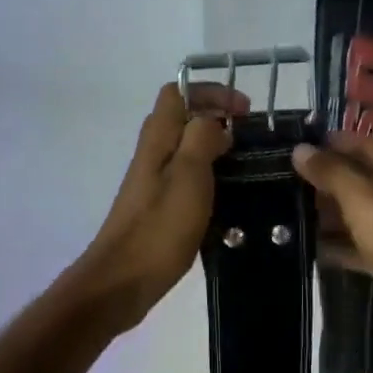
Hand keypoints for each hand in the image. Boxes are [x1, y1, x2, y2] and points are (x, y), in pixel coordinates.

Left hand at [73, 81, 246, 328]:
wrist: (122, 280)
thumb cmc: (159, 227)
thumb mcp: (189, 175)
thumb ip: (201, 138)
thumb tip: (214, 122)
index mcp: (158, 139)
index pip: (178, 92)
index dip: (211, 92)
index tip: (245, 110)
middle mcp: (152, 154)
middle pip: (181, 118)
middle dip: (216, 118)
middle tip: (250, 138)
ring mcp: (152, 181)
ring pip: (184, 148)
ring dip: (214, 148)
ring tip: (246, 165)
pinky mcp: (157, 207)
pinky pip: (185, 177)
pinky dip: (208, 176)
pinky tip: (227, 197)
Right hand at [291, 132, 372, 346]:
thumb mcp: (363, 199)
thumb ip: (331, 172)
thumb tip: (300, 148)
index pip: (365, 144)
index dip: (330, 144)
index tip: (293, 147)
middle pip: (363, 177)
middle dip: (326, 180)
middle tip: (284, 181)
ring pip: (361, 211)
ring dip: (330, 214)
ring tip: (289, 212)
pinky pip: (363, 243)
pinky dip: (341, 244)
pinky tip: (309, 247)